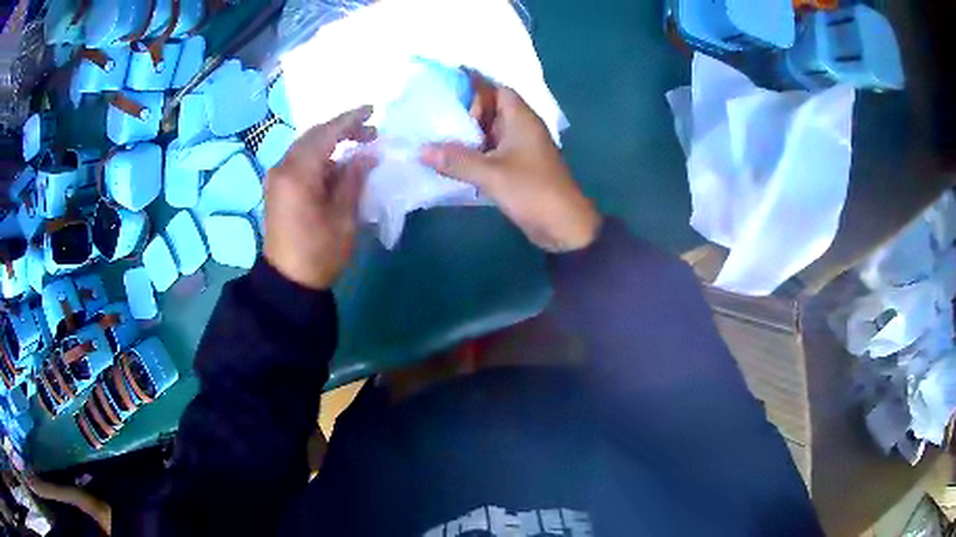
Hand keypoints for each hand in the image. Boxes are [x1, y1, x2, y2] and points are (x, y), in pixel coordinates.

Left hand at [265, 106, 376, 289]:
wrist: (288, 281)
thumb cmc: (319, 252)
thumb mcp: (343, 216)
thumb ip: (353, 179)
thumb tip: (366, 154)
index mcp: (298, 173)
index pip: (326, 134)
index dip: (350, 120)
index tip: (372, 110)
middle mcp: (282, 168)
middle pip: (313, 136)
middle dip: (341, 129)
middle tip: (370, 131)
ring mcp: (277, 178)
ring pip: (306, 147)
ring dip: (330, 142)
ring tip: (357, 146)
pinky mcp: (277, 188)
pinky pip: (299, 161)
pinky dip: (319, 157)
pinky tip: (337, 165)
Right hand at [420, 86, 600, 251]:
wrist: (563, 226)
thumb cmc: (532, 191)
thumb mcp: (491, 174)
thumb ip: (456, 160)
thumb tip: (421, 150)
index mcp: (521, 119)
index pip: (497, 89)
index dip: (474, 87)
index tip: (445, 91)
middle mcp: (521, 128)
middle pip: (491, 110)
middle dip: (464, 112)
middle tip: (433, 117)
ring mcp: (520, 149)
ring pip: (489, 133)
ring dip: (467, 135)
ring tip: (434, 136)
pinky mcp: (517, 168)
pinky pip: (491, 152)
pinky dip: (473, 153)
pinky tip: (450, 160)